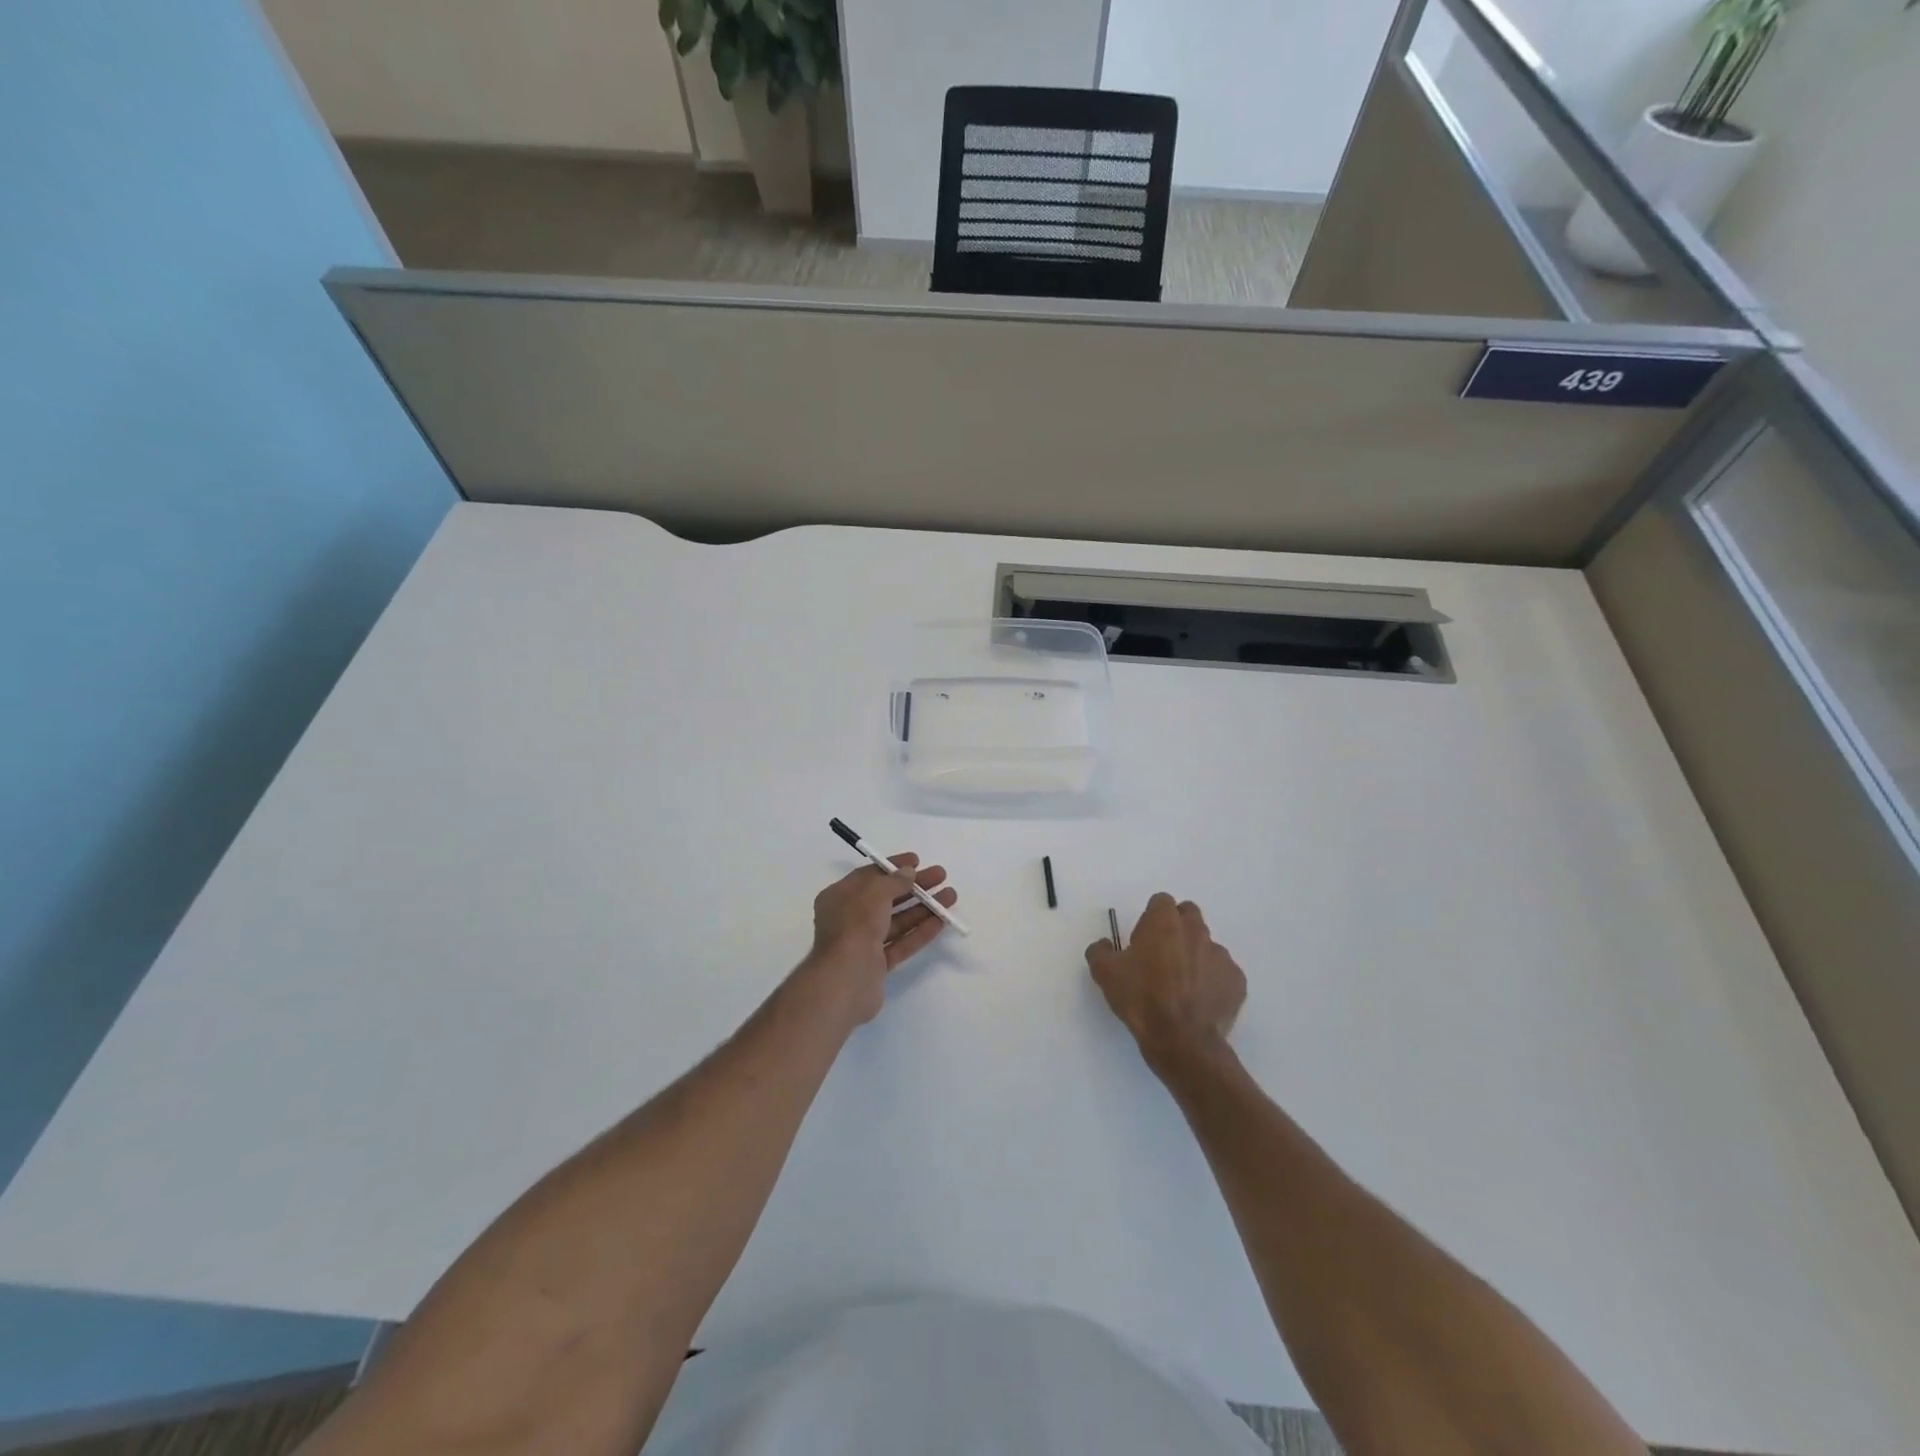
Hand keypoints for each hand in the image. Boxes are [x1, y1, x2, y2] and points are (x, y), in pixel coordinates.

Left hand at [803, 854, 957, 1024]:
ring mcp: (863, 943)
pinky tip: (942, 920)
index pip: (869, 876)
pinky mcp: (877, 965)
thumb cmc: (855, 927)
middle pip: (887, 897)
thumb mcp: (874, 893)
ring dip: (923, 907)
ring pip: (897, 920)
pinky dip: (920, 931)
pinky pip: (901, 943)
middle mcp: (849, 918)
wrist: (846, 981)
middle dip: (914, 886)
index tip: (917, 861)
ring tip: (951, 896)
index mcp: (839, 897)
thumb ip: (894, 881)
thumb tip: (909, 872)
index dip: (893, 867)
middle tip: (941, 876)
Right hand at [1086, 893, 1245, 1069]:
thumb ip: (1100, 950)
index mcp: (1164, 922)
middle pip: (1189, 915)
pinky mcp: (1237, 981)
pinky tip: (1200, 1001)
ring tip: (1182, 984)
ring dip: (1195, 955)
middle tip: (1163, 954)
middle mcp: (1196, 931)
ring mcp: (1221, 955)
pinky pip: (1223, 972)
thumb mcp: (1104, 973)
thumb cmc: (1141, 999)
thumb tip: (1104, 944)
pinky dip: (1213, 981)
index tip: (1143, 939)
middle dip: (1177, 927)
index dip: (1151, 917)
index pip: (1161, 901)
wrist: (1181, 1040)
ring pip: (1207, 945)